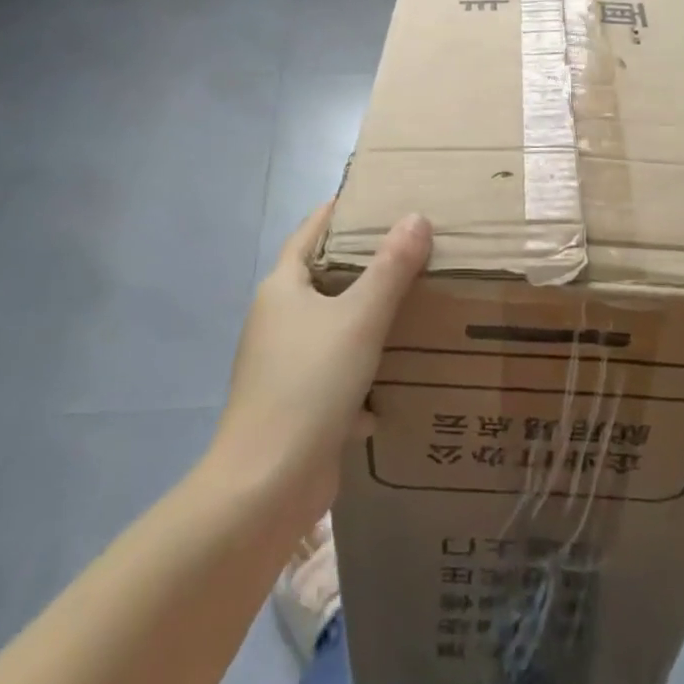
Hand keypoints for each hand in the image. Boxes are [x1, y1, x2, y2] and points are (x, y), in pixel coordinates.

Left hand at [213, 204, 431, 520]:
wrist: (267, 485)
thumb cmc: (310, 384)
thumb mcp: (360, 318)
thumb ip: (391, 268)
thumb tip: (416, 217)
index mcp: (282, 290)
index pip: (308, 234)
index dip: (336, 213)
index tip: (372, 198)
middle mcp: (276, 322)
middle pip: (321, 280)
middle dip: (361, 266)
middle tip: (409, 248)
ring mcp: (283, 366)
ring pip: (331, 329)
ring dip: (365, 321)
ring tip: (412, 306)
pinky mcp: (296, 405)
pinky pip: (335, 374)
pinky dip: (362, 374)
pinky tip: (395, 382)